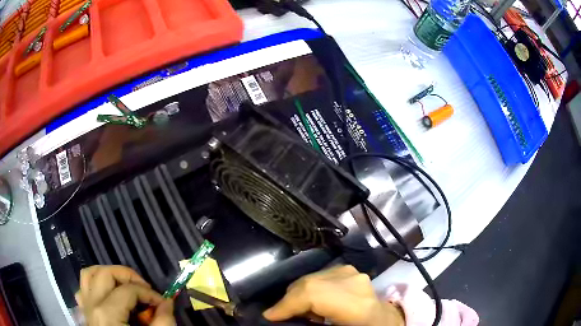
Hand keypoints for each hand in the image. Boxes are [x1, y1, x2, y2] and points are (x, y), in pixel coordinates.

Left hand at [76, 265, 175, 325]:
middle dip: (128, 276)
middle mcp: (91, 305)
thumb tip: (167, 302)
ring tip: (125, 286)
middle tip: (145, 289)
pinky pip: (83, 289)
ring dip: (108, 275)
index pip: (128, 290)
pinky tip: (108, 296)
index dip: (149, 293)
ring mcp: (85, 307)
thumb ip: (163, 321)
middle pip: (105, 273)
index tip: (163, 303)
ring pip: (89, 275)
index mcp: (107, 314)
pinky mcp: (84, 313)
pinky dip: (95, 285)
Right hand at [263, 265, 404, 325]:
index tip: (269, 317)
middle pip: (309, 283)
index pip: (314, 294)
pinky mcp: (349, 270)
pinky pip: (318, 276)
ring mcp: (354, 272)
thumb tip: (274, 319)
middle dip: (288, 300)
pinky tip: (312, 304)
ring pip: (311, 278)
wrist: (383, 321)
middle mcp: (356, 282)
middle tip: (279, 316)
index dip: (287, 304)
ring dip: (297, 295)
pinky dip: (308, 289)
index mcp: (358, 305)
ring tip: (297, 312)